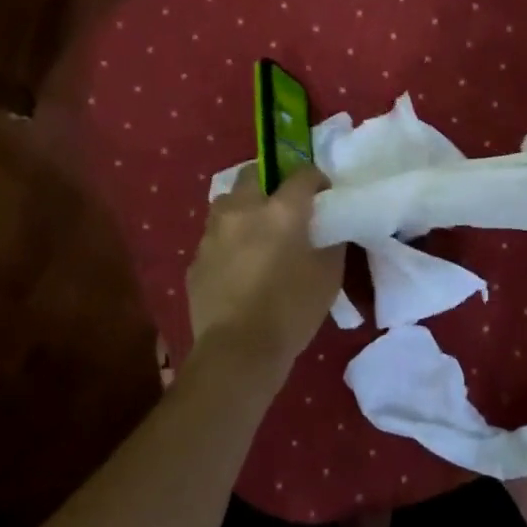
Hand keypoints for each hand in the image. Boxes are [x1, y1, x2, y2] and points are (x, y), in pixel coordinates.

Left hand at [186, 166, 342, 380]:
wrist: (238, 351)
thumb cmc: (292, 310)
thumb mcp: (329, 275)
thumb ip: (330, 241)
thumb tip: (328, 228)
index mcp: (281, 210)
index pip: (303, 174)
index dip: (317, 181)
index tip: (323, 196)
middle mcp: (243, 210)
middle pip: (254, 175)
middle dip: (270, 184)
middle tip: (284, 208)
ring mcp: (213, 234)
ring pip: (227, 203)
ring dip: (243, 209)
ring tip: (257, 233)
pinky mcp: (196, 260)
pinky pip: (214, 238)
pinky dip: (228, 243)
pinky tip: (239, 267)